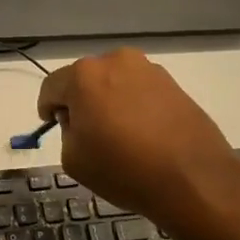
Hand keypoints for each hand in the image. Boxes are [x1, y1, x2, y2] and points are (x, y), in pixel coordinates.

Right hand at [37, 49, 239, 234]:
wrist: (193, 178)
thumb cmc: (124, 169)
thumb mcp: (74, 159)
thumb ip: (67, 131)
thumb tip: (80, 119)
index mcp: (84, 76)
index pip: (52, 86)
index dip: (47, 107)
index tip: (51, 124)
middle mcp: (116, 61)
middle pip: (85, 79)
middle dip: (80, 101)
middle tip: (86, 132)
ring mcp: (148, 69)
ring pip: (115, 82)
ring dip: (109, 101)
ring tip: (118, 134)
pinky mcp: (173, 83)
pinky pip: (140, 90)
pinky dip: (134, 106)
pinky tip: (142, 133)